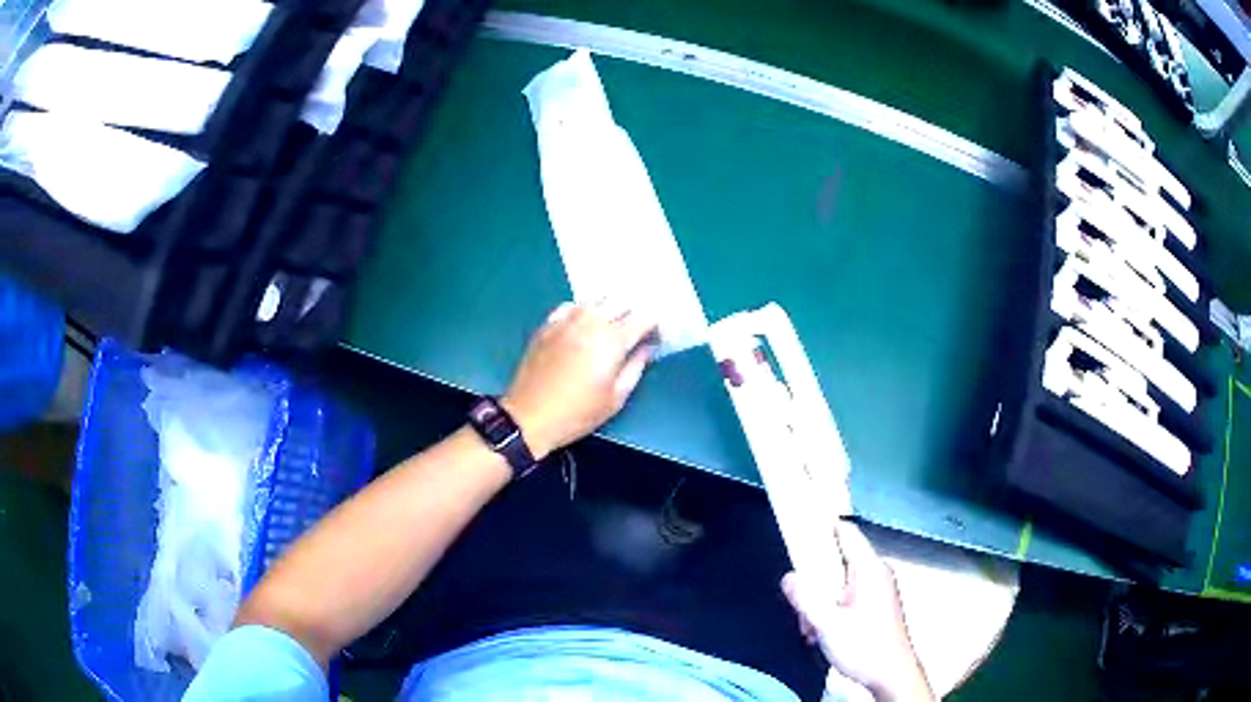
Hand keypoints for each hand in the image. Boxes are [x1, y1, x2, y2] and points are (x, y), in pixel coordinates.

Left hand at [501, 302, 657, 459]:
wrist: (529, 416)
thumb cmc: (578, 413)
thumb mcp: (616, 398)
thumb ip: (636, 368)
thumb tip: (646, 349)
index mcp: (612, 340)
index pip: (643, 317)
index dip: (654, 324)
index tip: (655, 336)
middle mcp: (590, 322)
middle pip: (621, 301)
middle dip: (632, 313)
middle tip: (635, 331)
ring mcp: (566, 320)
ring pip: (595, 301)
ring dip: (608, 309)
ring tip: (610, 326)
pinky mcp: (547, 325)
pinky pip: (571, 306)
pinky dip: (582, 311)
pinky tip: (582, 325)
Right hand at [781, 522, 934, 701]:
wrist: (890, 675)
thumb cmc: (863, 646)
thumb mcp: (827, 624)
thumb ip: (805, 598)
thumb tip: (788, 577)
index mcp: (869, 569)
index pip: (846, 533)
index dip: (822, 528)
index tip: (798, 532)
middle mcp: (876, 573)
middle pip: (837, 562)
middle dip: (814, 583)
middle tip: (802, 609)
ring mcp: (878, 589)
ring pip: (839, 583)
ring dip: (820, 603)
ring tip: (811, 630)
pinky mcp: (876, 605)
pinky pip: (847, 597)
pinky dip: (831, 610)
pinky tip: (821, 634)